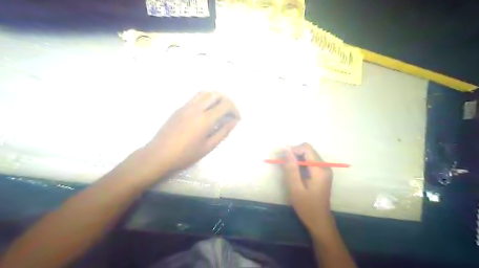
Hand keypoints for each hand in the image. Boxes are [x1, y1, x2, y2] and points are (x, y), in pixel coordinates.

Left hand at [140, 91, 241, 178]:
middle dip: (227, 101)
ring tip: (219, 110)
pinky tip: (205, 112)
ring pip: (205, 93)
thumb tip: (233, 122)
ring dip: (216, 98)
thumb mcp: (208, 147)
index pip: (226, 105)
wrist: (159, 154)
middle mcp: (196, 108)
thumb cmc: (185, 155)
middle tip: (230, 113)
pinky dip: (205, 100)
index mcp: (205, 119)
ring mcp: (186, 106)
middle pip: (217, 94)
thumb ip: (223, 132)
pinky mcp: (179, 108)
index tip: (237, 119)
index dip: (235, 110)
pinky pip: (195, 97)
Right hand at [282, 143, 333, 232]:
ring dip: (296, 159)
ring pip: (308, 155)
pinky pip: (310, 162)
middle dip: (293, 154)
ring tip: (286, 168)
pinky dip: (300, 164)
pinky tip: (294, 172)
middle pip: (307, 150)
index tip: (282, 158)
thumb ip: (291, 168)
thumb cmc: (307, 207)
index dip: (292, 149)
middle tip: (281, 163)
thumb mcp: (295, 188)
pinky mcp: (322, 174)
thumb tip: (286, 150)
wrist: (320, 221)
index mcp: (319, 169)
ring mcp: (324, 170)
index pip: (306, 148)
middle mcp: (324, 166)